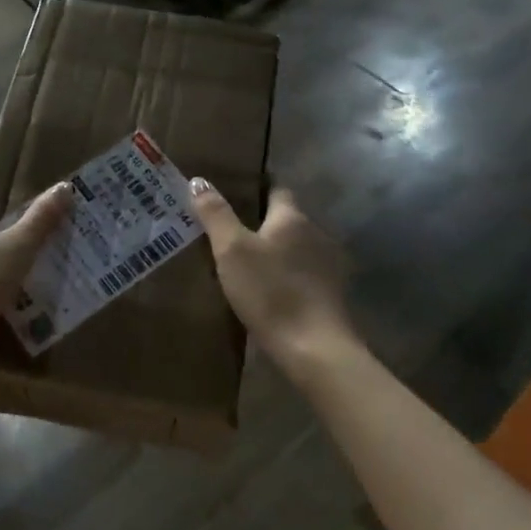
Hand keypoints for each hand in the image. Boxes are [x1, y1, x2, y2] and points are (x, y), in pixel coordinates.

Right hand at [189, 181, 359, 373]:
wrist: (314, 349)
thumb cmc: (270, 291)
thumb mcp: (232, 250)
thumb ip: (216, 214)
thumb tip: (199, 180)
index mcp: (292, 217)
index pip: (277, 189)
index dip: (257, 189)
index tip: (234, 192)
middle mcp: (316, 233)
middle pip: (287, 219)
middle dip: (264, 222)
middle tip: (231, 229)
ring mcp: (328, 265)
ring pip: (297, 247)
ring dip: (277, 251)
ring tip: (247, 261)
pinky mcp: (331, 294)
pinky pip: (304, 273)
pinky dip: (288, 275)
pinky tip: (270, 289)